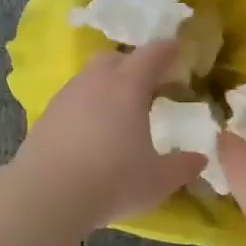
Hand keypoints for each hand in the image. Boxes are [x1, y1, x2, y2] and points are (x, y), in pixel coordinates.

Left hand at [13, 40, 206, 233]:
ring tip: (118, 112)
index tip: (178, 50)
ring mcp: (67, 96)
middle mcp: (96, 81)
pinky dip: (86, 107)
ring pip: (90, 78)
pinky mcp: (46, 116)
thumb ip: (182, 167)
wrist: (47, 195)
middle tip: (148, 85)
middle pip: (115, 58)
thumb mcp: (158, 180)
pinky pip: (73, 100)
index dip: (168, 50)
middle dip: (133, 65)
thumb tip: (199, 159)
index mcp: (129, 86)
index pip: (153, 54)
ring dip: (106, 86)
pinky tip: (91, 132)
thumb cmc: (112, 180)